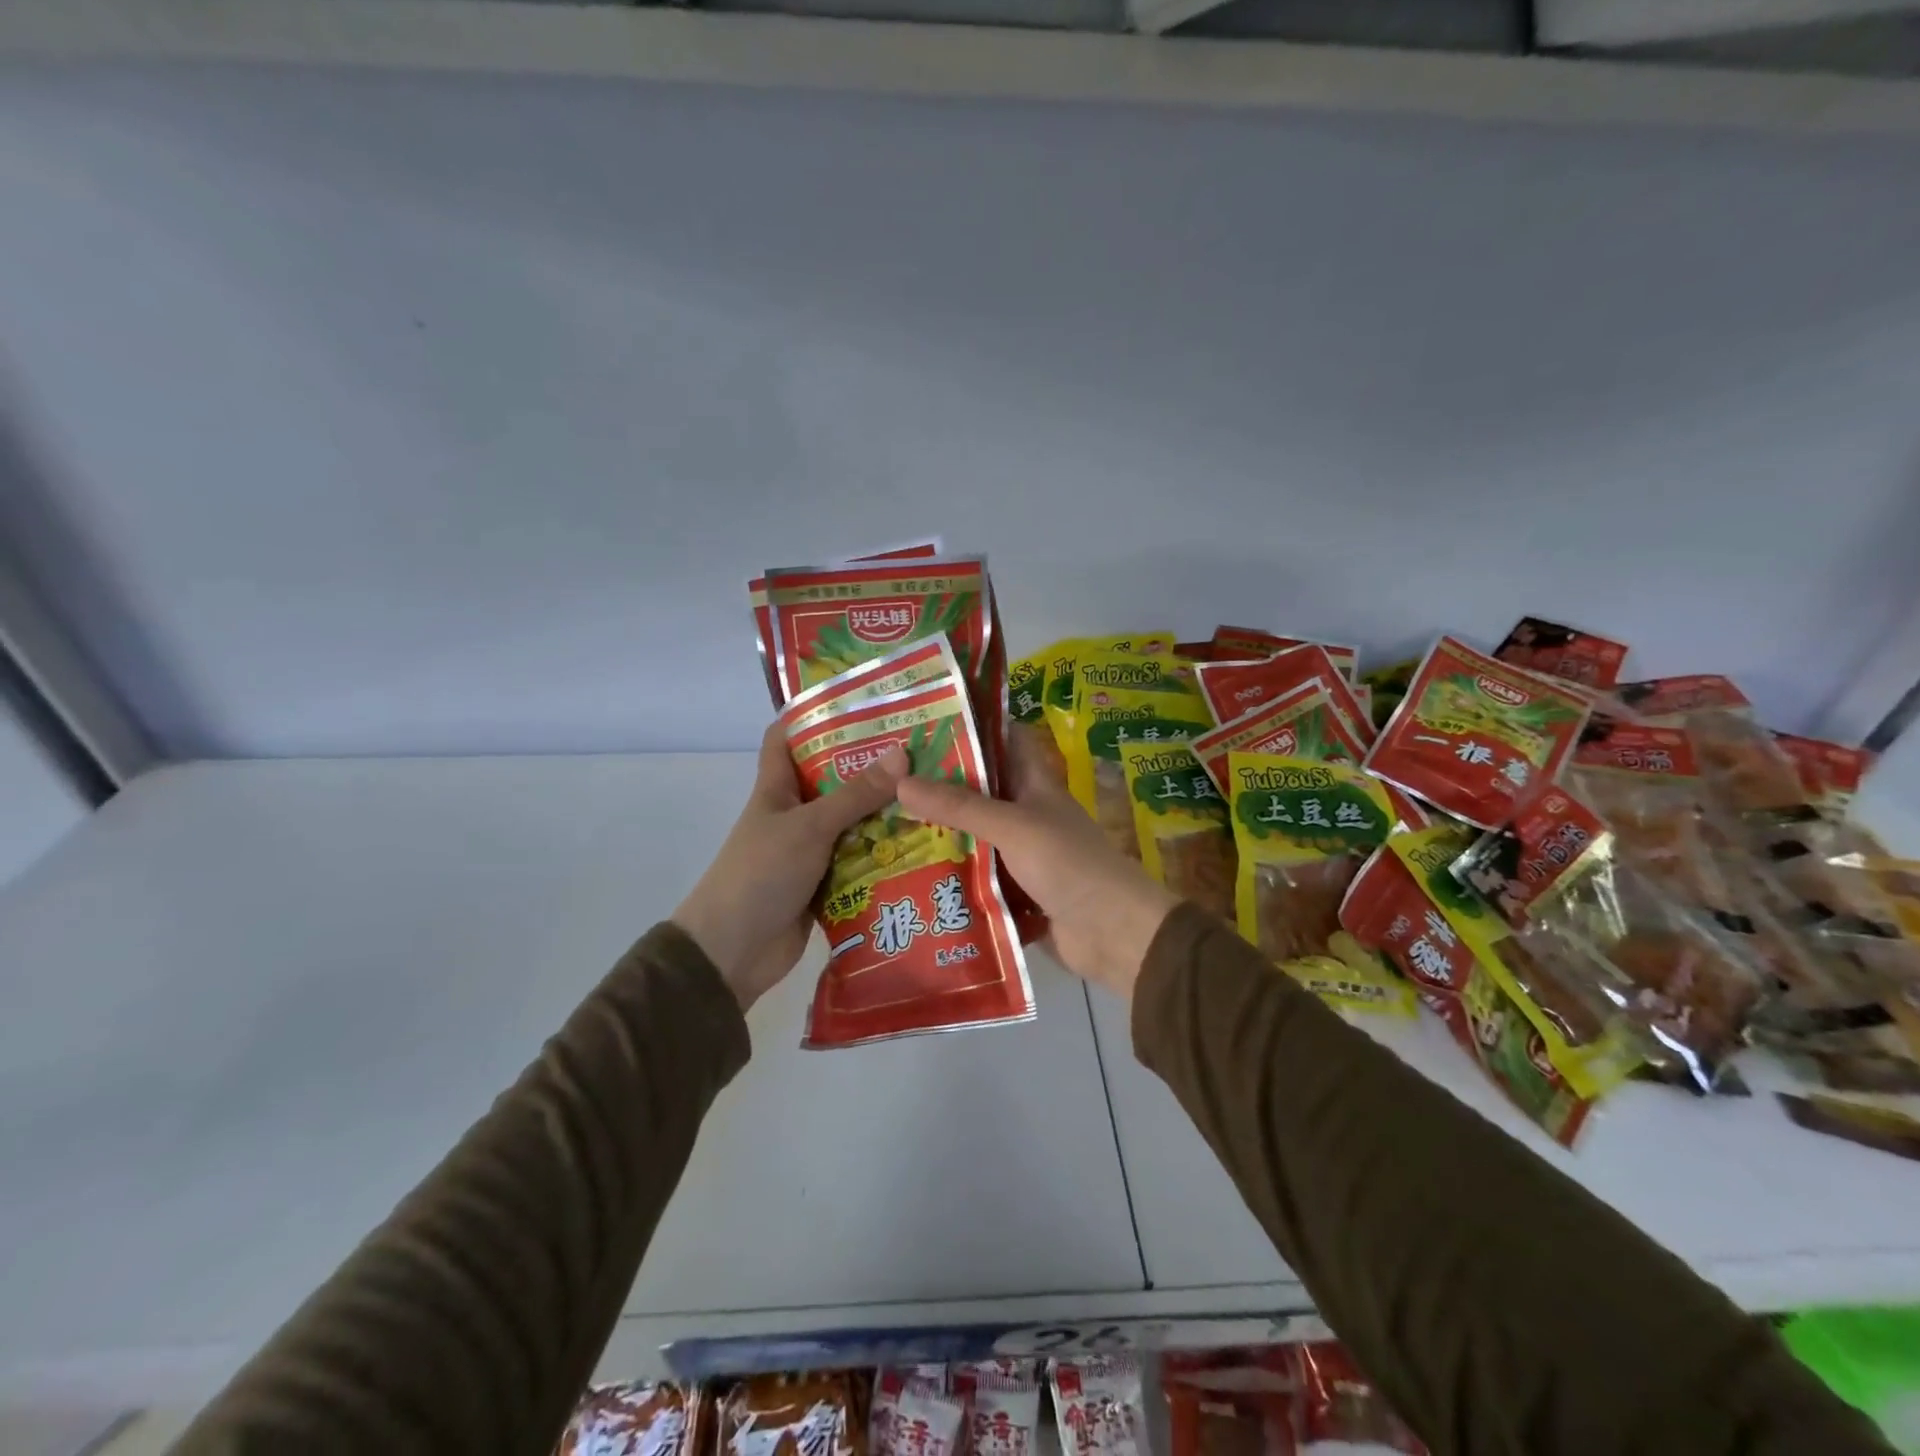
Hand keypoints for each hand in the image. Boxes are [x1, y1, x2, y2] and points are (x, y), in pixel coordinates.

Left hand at [674, 723, 906, 1010]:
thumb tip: (902, 755)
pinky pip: (860, 860)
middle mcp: (794, 813)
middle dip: (871, 766)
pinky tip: (923, 845)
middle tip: (921, 750)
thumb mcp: (810, 827)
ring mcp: (809, 850)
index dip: (813, 715)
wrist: (733, 953)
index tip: (860, 702)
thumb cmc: (761, 874)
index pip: (786, 737)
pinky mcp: (825, 883)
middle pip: (833, 779)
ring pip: (852, 822)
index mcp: (776, 788)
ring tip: (935, 794)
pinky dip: (884, 854)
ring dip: (885, 813)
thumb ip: (855, 795)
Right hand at [897, 726, 1177, 999]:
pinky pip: (973, 876)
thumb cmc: (1067, 863)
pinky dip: (948, 875)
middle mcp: (1026, 815)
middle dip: (939, 784)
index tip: (928, 720)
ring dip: (938, 833)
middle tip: (886, 777)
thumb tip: (900, 782)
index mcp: (1035, 785)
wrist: (1111, 932)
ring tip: (884, 823)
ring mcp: (1020, 855)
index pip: (1006, 740)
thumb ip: (959, 806)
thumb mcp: (1012, 825)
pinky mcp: (1012, 892)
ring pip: (973, 836)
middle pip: (979, 791)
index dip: (974, 726)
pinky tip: (908, 873)